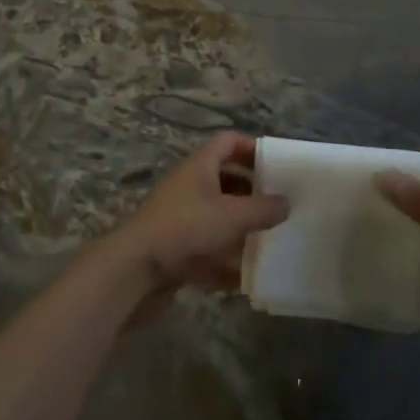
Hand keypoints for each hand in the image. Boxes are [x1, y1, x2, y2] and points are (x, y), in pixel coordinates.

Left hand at [97, 133, 288, 322]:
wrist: (134, 271)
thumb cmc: (185, 229)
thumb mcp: (232, 216)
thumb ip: (263, 209)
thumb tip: (286, 203)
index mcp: (199, 167)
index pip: (227, 142)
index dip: (252, 148)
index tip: (278, 164)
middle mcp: (189, 188)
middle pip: (225, 181)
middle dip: (252, 193)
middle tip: (280, 205)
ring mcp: (180, 220)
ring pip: (217, 218)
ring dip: (241, 228)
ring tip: (271, 239)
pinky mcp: (175, 251)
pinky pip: (207, 251)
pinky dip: (226, 261)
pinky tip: (248, 277)